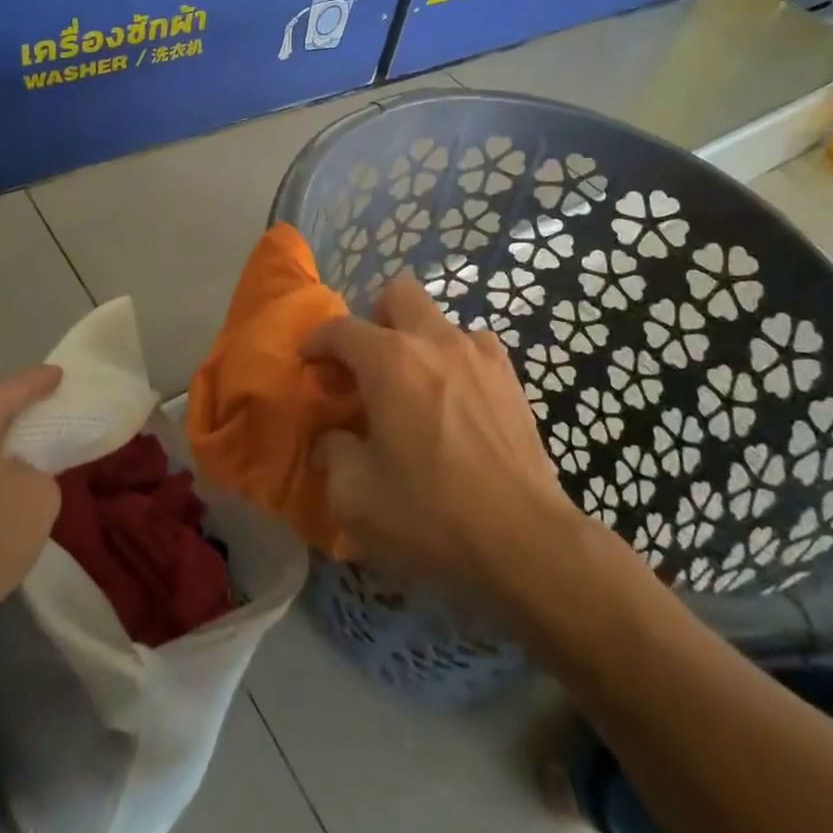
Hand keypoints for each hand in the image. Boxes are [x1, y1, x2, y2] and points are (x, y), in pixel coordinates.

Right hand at [304, 276, 584, 595]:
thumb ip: (333, 455)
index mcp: (390, 360)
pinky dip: (455, 362)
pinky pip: (474, 348)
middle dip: (375, 318)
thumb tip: (332, 441)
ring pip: (439, 320)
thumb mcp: (355, 497)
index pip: (341, 328)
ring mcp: (479, 355)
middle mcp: (434, 341)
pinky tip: (455, 401)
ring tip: (414, 388)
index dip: (318, 341)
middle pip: (398, 293)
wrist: (523, 539)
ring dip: (418, 342)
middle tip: (367, 363)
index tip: (310, 362)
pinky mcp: (510, 378)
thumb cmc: (429, 514)